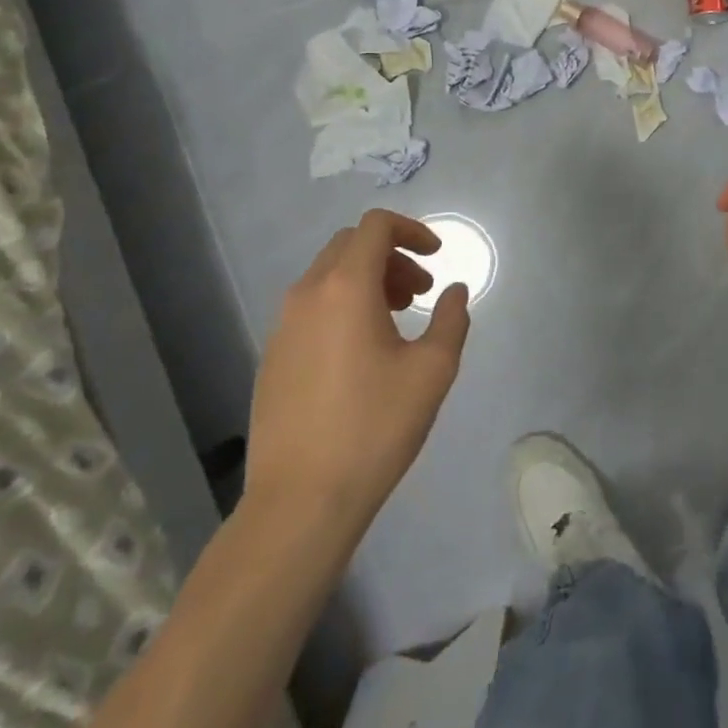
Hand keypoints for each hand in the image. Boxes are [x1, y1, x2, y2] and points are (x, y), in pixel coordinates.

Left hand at [244, 211, 469, 532]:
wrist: (301, 501)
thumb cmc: (375, 427)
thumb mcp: (432, 370)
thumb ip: (451, 319)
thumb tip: (454, 291)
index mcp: (346, 288)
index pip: (375, 226)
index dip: (412, 230)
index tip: (436, 257)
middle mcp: (308, 295)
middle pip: (350, 245)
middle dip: (392, 256)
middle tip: (420, 291)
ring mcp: (283, 326)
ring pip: (328, 276)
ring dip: (367, 280)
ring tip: (396, 319)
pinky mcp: (272, 356)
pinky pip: (311, 307)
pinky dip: (342, 305)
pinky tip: (362, 351)